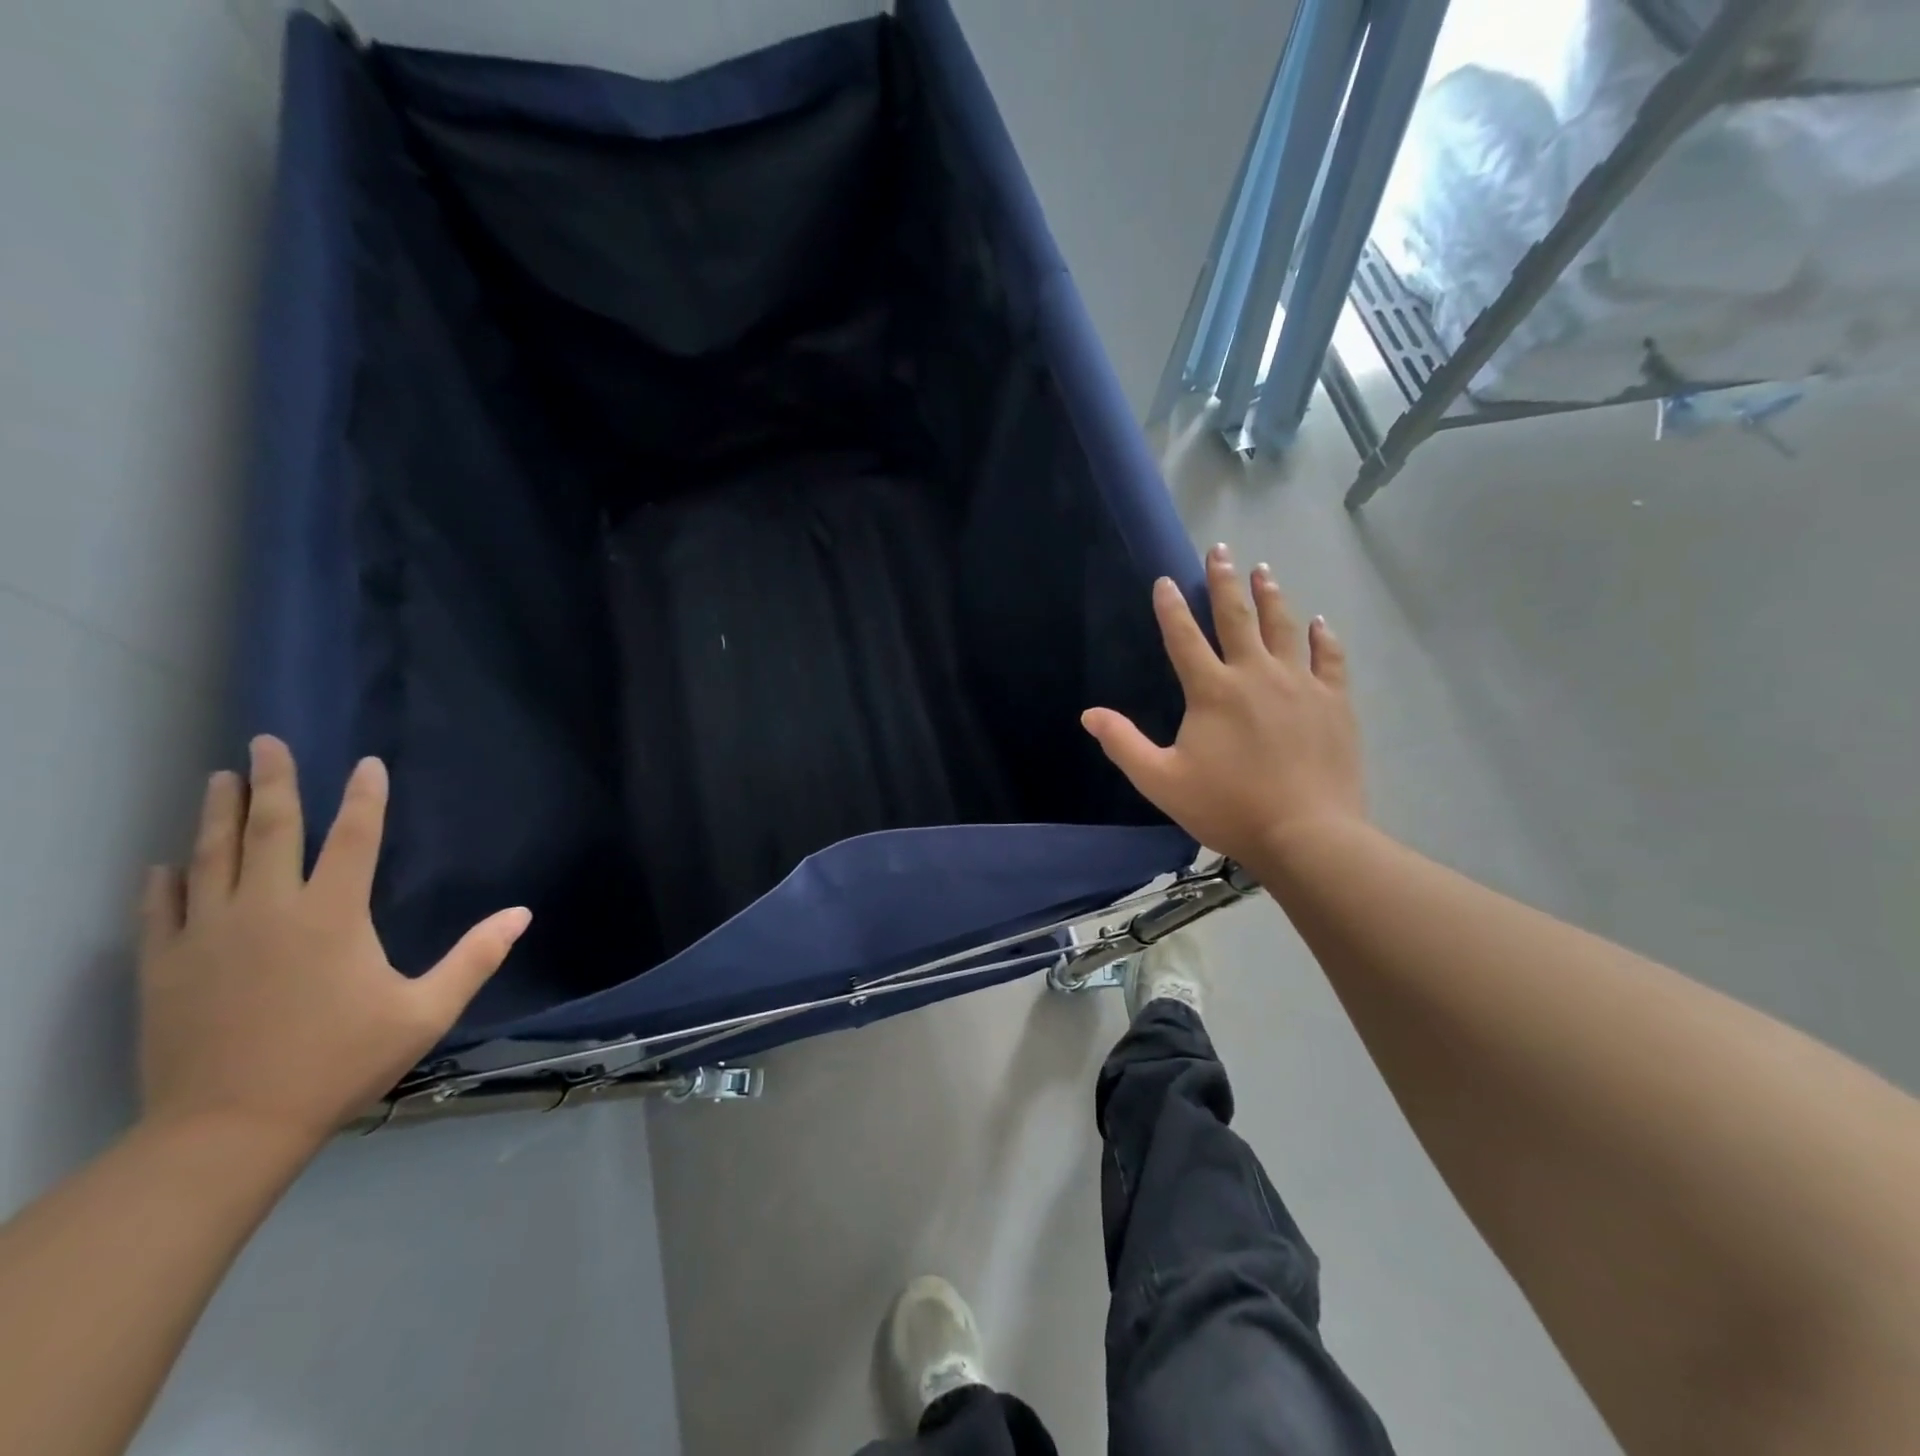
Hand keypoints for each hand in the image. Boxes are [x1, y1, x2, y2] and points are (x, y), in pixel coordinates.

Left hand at [137, 737, 530, 1148]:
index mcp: (332, 915)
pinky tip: (165, 863)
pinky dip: (165, 882)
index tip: (367, 764)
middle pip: (271, 831)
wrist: (228, 1129)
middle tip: (265, 742)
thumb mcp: (426, 1011)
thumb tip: (523, 913)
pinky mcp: (165, 966)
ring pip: (211, 858)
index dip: (364, 798)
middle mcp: (267, 910)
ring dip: (218, 815)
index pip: (354, 839)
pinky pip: (161, 909)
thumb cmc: (339, 1061)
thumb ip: (475, 957)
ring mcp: (208, 935)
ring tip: (219, 779)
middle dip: (273, 782)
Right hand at [1082, 546, 1365, 865]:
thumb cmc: (1227, 807)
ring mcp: (1299, 684)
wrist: (1306, 834)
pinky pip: (1328, 659)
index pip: (1184, 637)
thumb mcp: (1161, 781)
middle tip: (1220, 550)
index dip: (1171, 608)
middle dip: (1225, 582)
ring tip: (1264, 570)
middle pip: (1237, 617)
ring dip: (1271, 596)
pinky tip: (1318, 622)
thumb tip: (1089, 714)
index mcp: (1212, 691)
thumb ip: (1124, 744)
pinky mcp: (1333, 702)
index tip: (1165, 580)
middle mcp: (1255, 674)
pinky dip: (1322, 637)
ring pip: (1283, 627)